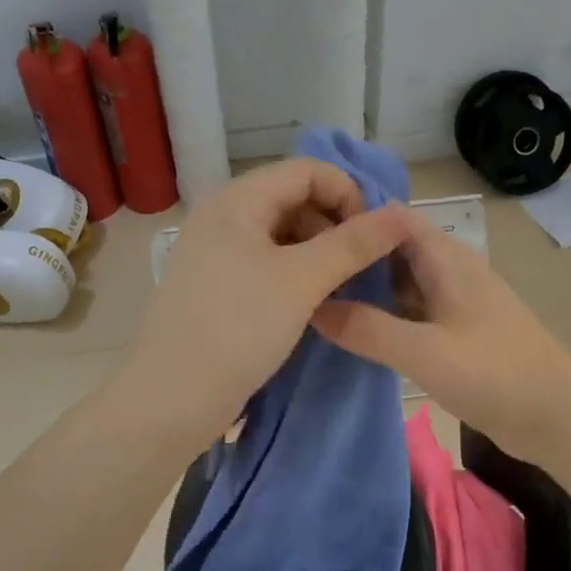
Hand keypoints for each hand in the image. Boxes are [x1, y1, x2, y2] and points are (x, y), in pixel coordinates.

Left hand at [117, 159, 409, 446]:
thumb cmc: (237, 329)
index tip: (374, 236)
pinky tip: (315, 300)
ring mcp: (218, 253)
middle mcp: (224, 217)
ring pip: (283, 233)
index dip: (347, 193)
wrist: (170, 399)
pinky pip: (268, 262)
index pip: (306, 171)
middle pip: (294, 198)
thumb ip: (353, 244)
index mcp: (237, 201)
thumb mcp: (302, 281)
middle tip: (362, 264)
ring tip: (343, 285)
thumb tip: (400, 215)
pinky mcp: (219, 285)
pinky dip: (298, 272)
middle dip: (335, 223)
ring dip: (320, 250)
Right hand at [311, 207, 570, 461]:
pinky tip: (350, 331)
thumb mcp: (425, 352)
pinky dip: (381, 314)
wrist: (557, 418)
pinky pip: (409, 311)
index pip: (390, 217)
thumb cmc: (495, 375)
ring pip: (398, 281)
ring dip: (363, 286)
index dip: (350, 217)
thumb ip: (368, 329)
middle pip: (391, 248)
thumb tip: (312, 308)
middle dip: (350, 254)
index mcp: (446, 259)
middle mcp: (448, 270)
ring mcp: (452, 301)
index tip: (300, 231)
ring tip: (312, 296)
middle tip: (298, 269)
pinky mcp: (454, 330)